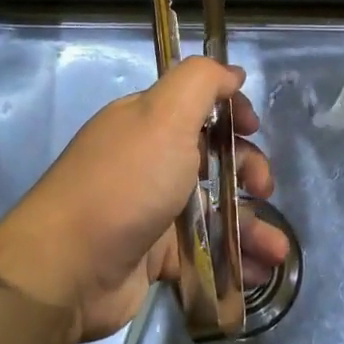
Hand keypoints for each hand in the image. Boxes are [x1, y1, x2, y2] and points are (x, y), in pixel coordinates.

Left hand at [0, 58, 290, 342]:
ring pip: (214, 207)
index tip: (252, 127)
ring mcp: (152, 209)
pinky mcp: (155, 255)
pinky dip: (235, 260)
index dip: (230, 111)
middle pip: (212, 156)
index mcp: (148, 121)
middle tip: (263, 188)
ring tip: (276, 247)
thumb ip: (202, 81)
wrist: (67, 269)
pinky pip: (205, 251)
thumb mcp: (165, 114)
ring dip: (251, 223)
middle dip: (248, 168)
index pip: (198, 104)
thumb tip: (233, 72)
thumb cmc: (125, 182)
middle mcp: (149, 159)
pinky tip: (261, 271)